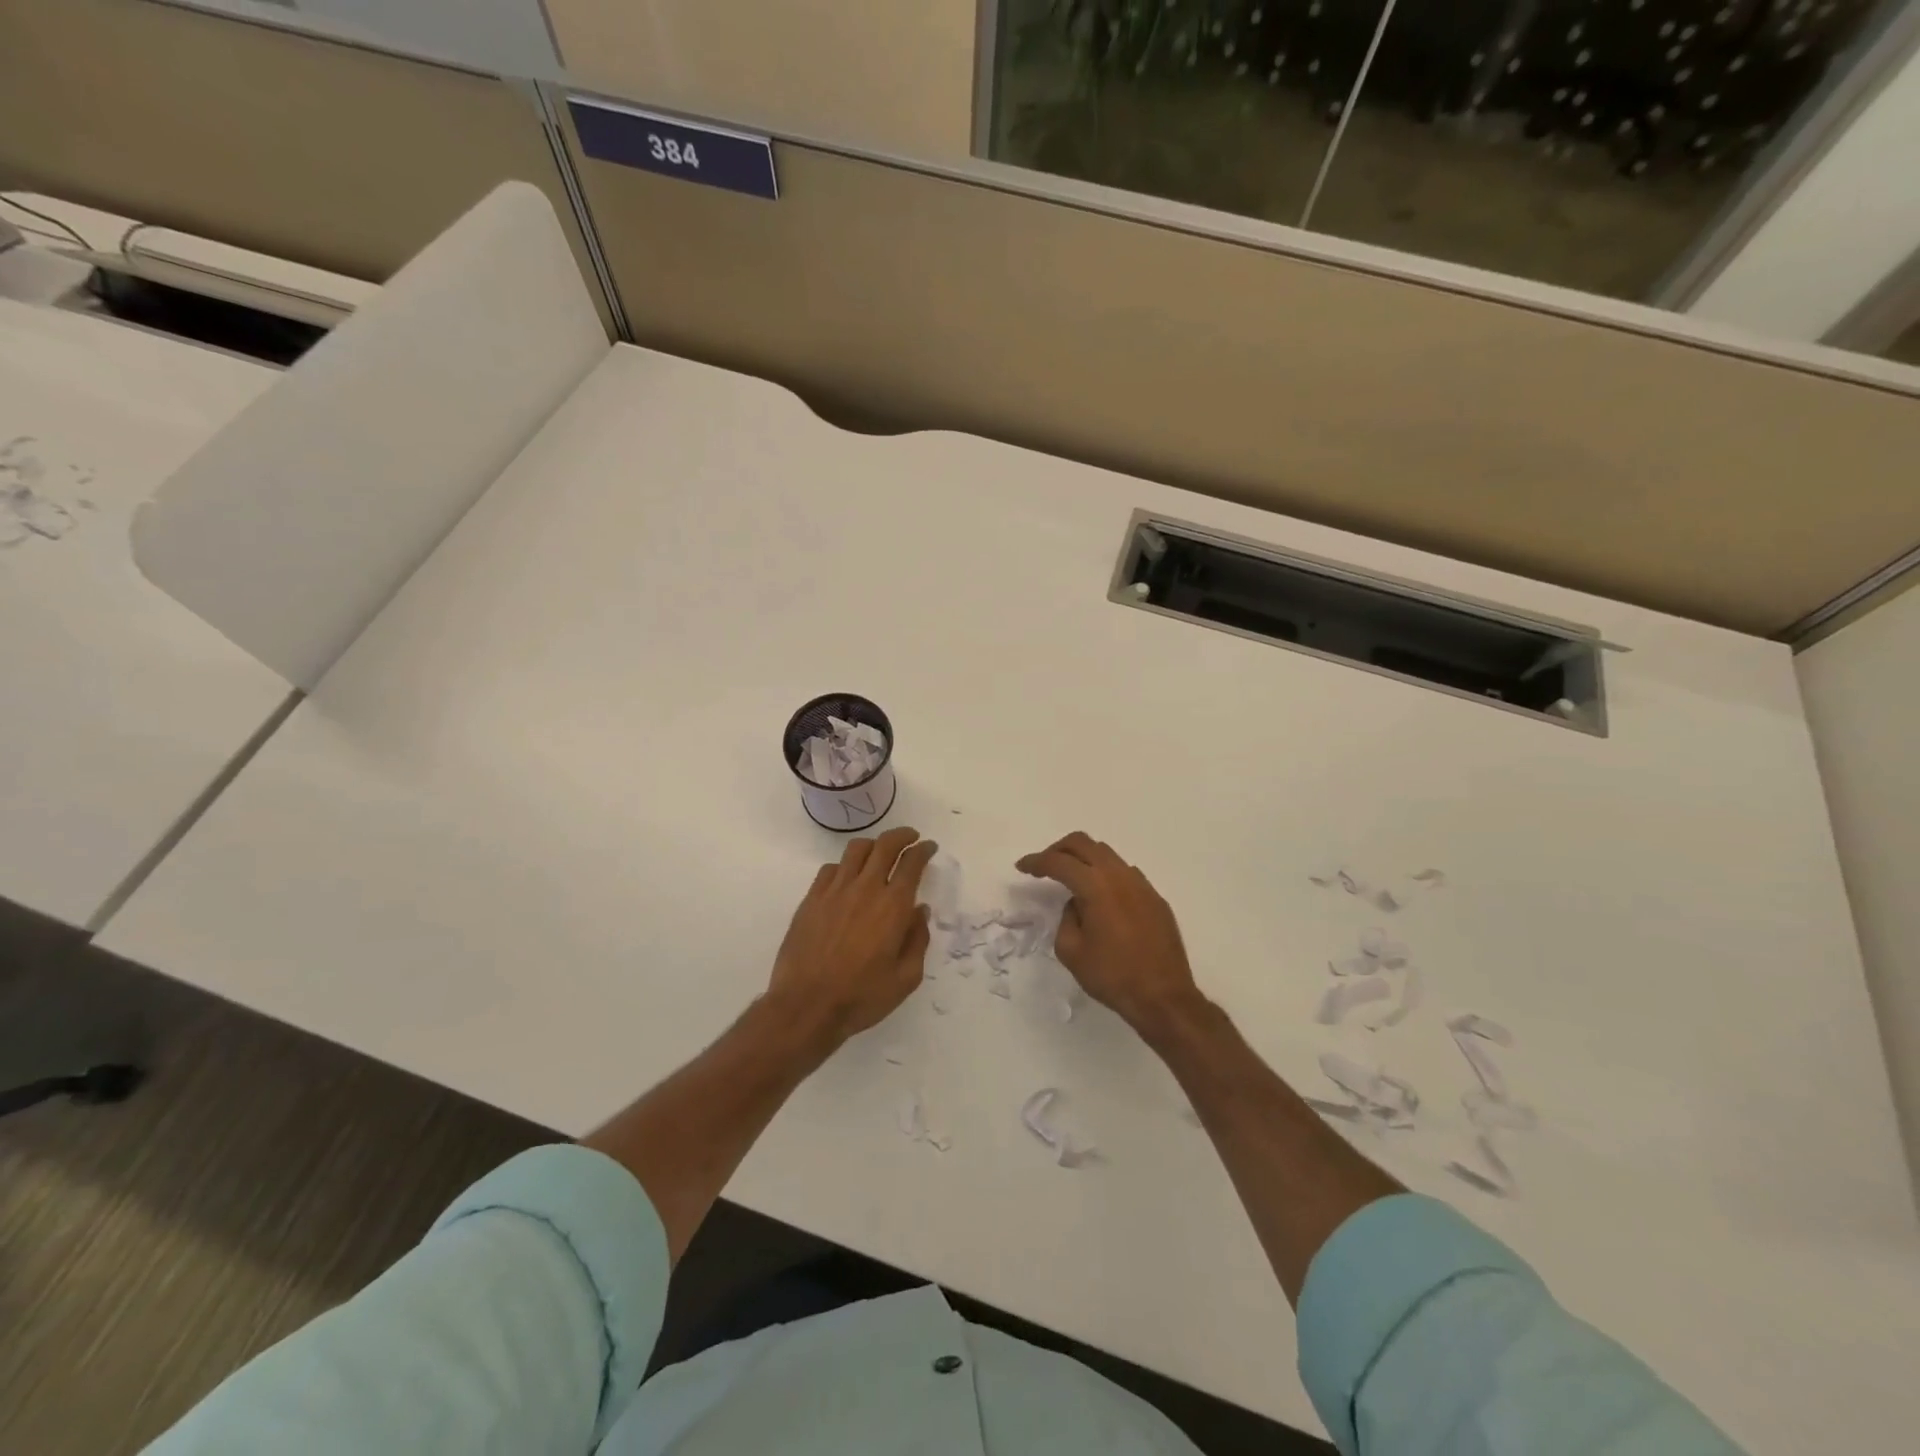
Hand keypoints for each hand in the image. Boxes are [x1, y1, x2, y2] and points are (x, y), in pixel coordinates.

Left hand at [768, 826, 938, 1050]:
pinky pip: (830, 869)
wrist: (806, 1006)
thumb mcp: (906, 978)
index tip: (929, 847)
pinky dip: (844, 866)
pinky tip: (847, 878)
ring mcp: (834, 891)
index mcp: (893, 906)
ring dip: (873, 845)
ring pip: (856, 850)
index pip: (912, 863)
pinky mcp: (811, 899)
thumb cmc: (862, 996)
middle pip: (885, 845)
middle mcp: (865, 889)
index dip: (923, 850)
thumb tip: (919, 912)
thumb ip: (917, 940)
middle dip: (902, 836)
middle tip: (910, 837)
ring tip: (879, 852)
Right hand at [1016, 832, 1203, 1037]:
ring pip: (1107, 855)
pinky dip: (1106, 875)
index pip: (1059, 862)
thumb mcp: (1071, 951)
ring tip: (1072, 880)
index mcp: (1096, 887)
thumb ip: (1066, 918)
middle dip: (1059, 849)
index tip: (1022, 866)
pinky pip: (1126, 874)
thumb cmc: (1112, 976)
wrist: (1163, 997)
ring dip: (1085, 859)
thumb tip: (1077, 904)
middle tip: (1045, 865)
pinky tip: (1102, 898)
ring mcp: (1142, 885)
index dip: (1037, 861)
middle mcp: (1120, 876)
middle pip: (1084, 843)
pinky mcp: (1155, 899)